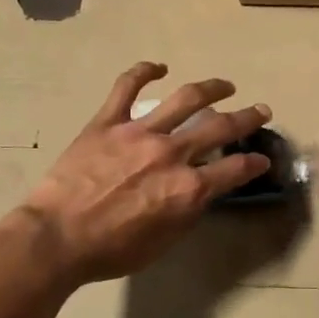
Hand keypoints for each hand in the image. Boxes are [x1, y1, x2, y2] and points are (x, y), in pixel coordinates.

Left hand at [15, 63, 271, 285]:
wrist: (56, 238)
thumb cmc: (110, 251)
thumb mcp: (162, 243)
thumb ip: (186, 213)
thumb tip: (200, 192)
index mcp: (187, 188)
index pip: (235, 170)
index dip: (254, 163)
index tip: (262, 159)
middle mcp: (171, 153)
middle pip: (220, 127)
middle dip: (247, 118)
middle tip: (260, 110)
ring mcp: (139, 132)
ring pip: (185, 98)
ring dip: (212, 88)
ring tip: (225, 85)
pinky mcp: (108, 121)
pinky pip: (128, 86)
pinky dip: (144, 71)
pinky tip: (158, 67)